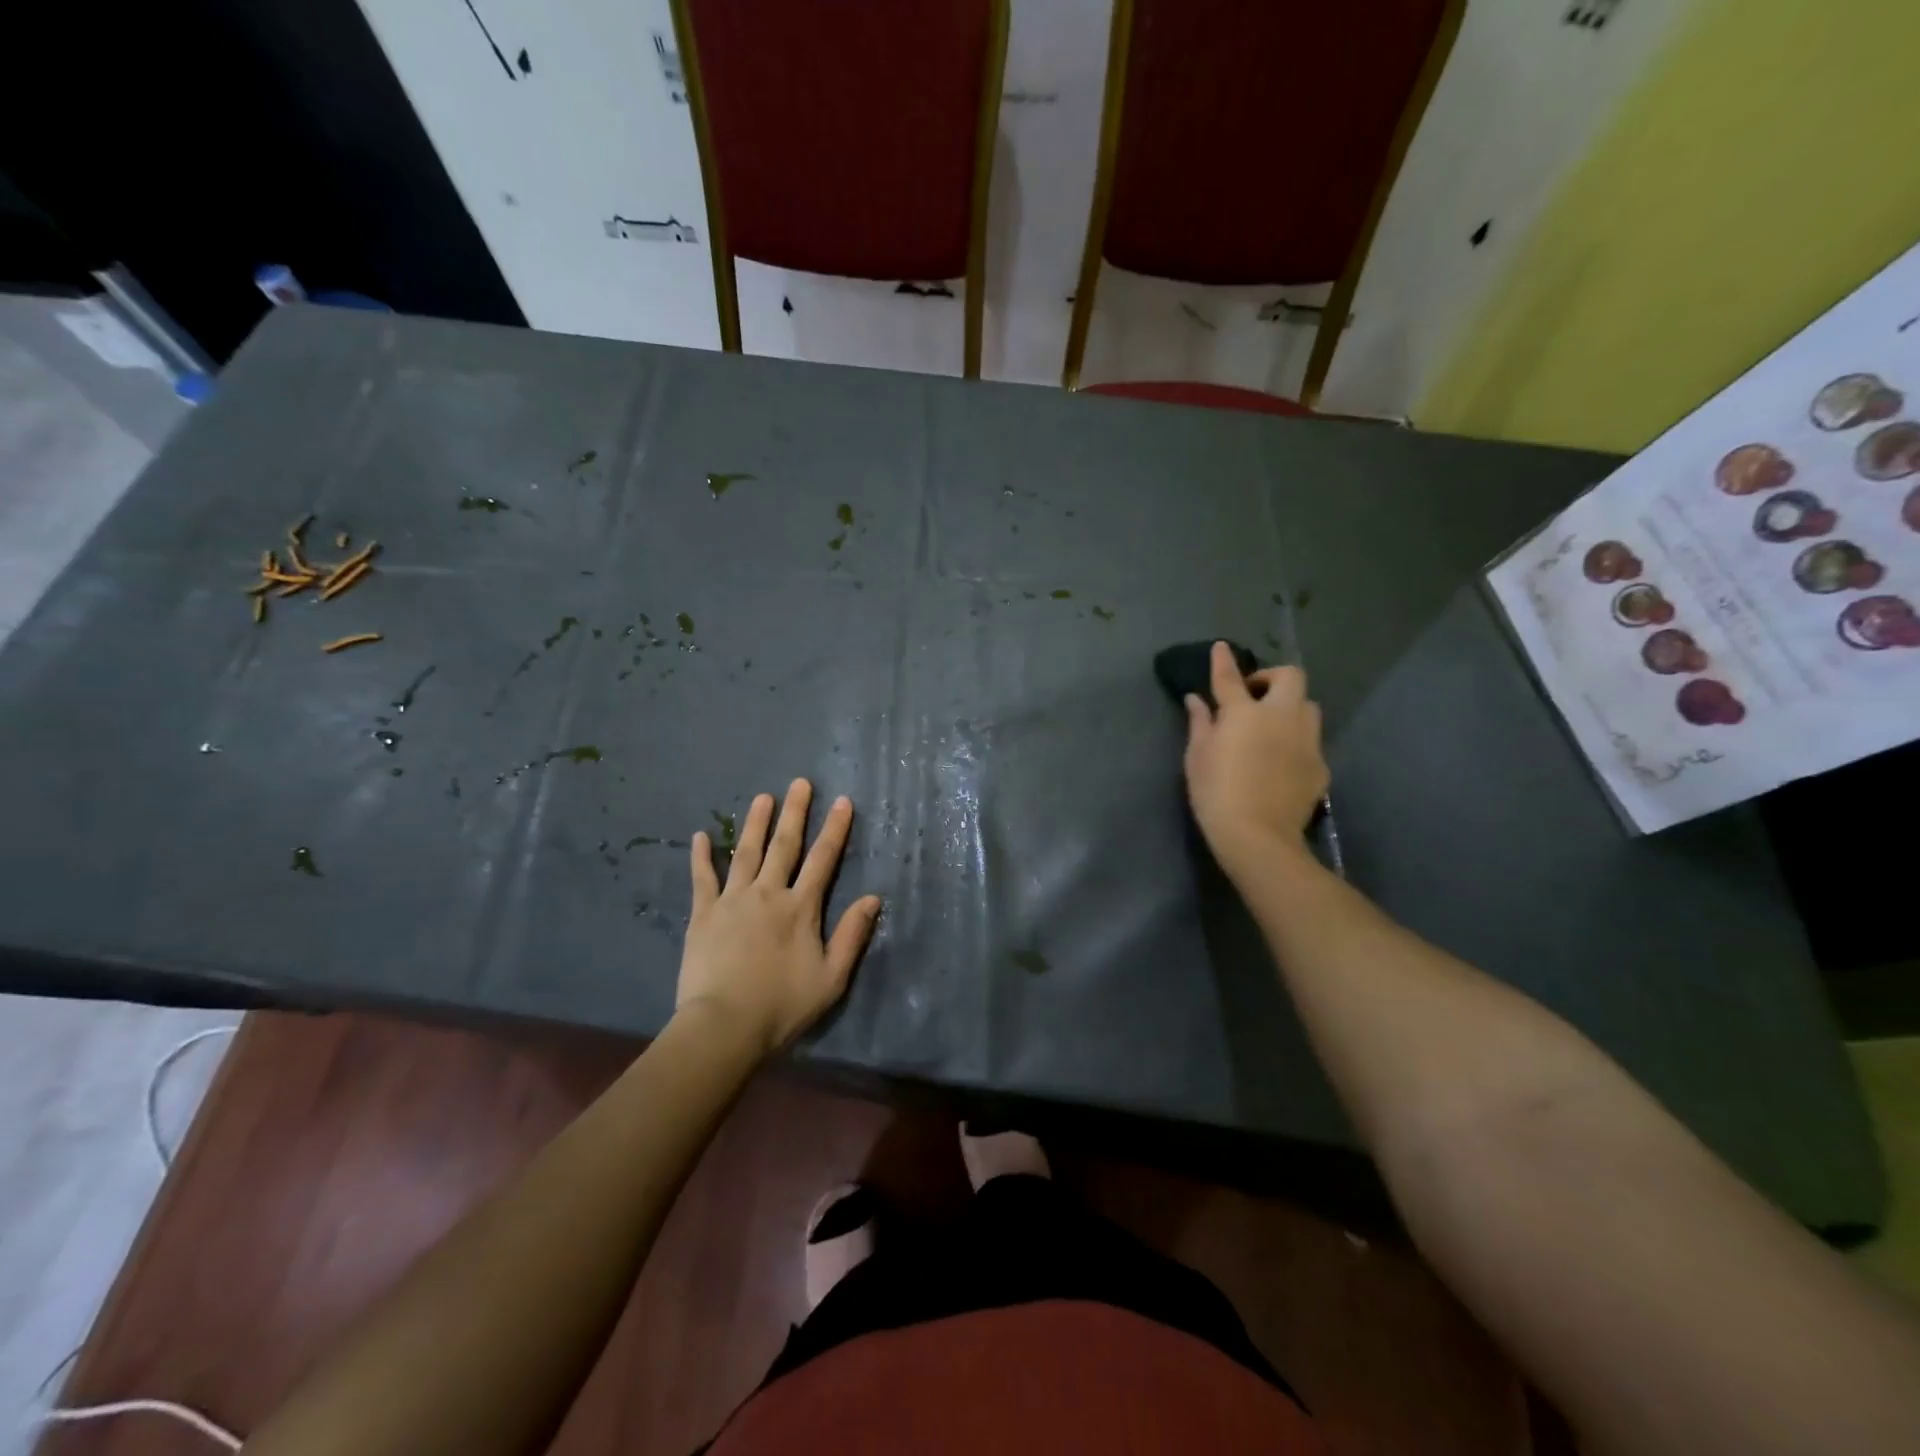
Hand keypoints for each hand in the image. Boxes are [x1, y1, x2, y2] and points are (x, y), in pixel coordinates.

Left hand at [676, 779, 882, 1057]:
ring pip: (746, 852)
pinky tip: (700, 835)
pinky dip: (702, 856)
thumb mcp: (831, 978)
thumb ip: (852, 935)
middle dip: (794, 812)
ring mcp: (732, 901)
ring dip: (755, 823)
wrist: (723, 1027)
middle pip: (784, 846)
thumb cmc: (782, 1006)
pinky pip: (702, 878)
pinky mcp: (703, 915)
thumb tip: (872, 897)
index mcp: (800, 908)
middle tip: (799, 783)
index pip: (823, 860)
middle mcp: (768, 894)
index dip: (834, 829)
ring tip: (762, 796)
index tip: (842, 801)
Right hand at [1183, 641, 1328, 872]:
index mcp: (1244, 713)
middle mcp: (1281, 717)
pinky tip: (1281, 761)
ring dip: (1291, 707)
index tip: (1221, 647)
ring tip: (1272, 726)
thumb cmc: (1216, 794)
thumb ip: (1199, 724)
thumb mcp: (1197, 757)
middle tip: (1254, 695)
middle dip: (1273, 678)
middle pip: (1290, 677)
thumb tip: (1195, 700)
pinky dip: (1296, 741)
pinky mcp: (1320, 765)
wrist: (1257, 836)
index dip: (1223, 661)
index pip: (1230, 678)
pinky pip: (1311, 741)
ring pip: (1308, 706)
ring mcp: (1306, 740)